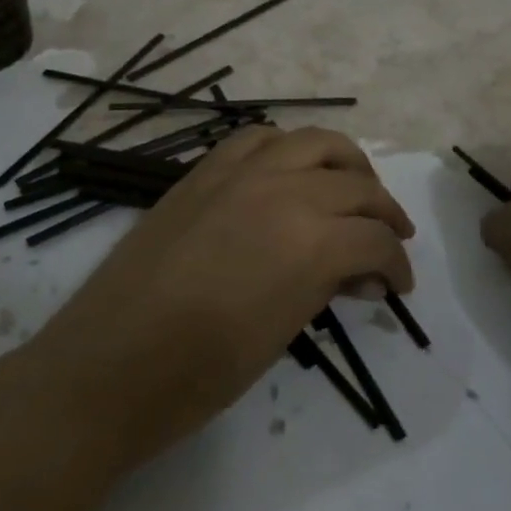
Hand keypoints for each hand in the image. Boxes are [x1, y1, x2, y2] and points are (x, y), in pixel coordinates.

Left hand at [32, 125, 414, 467]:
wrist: (111, 363)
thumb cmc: (201, 372)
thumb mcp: (283, 332)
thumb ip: (328, 286)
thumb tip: (360, 274)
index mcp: (311, 241)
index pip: (375, 240)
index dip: (397, 265)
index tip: (398, 286)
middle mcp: (283, 190)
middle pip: (356, 184)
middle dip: (384, 212)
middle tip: (389, 239)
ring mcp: (240, 172)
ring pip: (314, 142)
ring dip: (346, 165)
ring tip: (354, 190)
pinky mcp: (205, 170)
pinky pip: (259, 138)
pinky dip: (288, 149)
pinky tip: (292, 171)